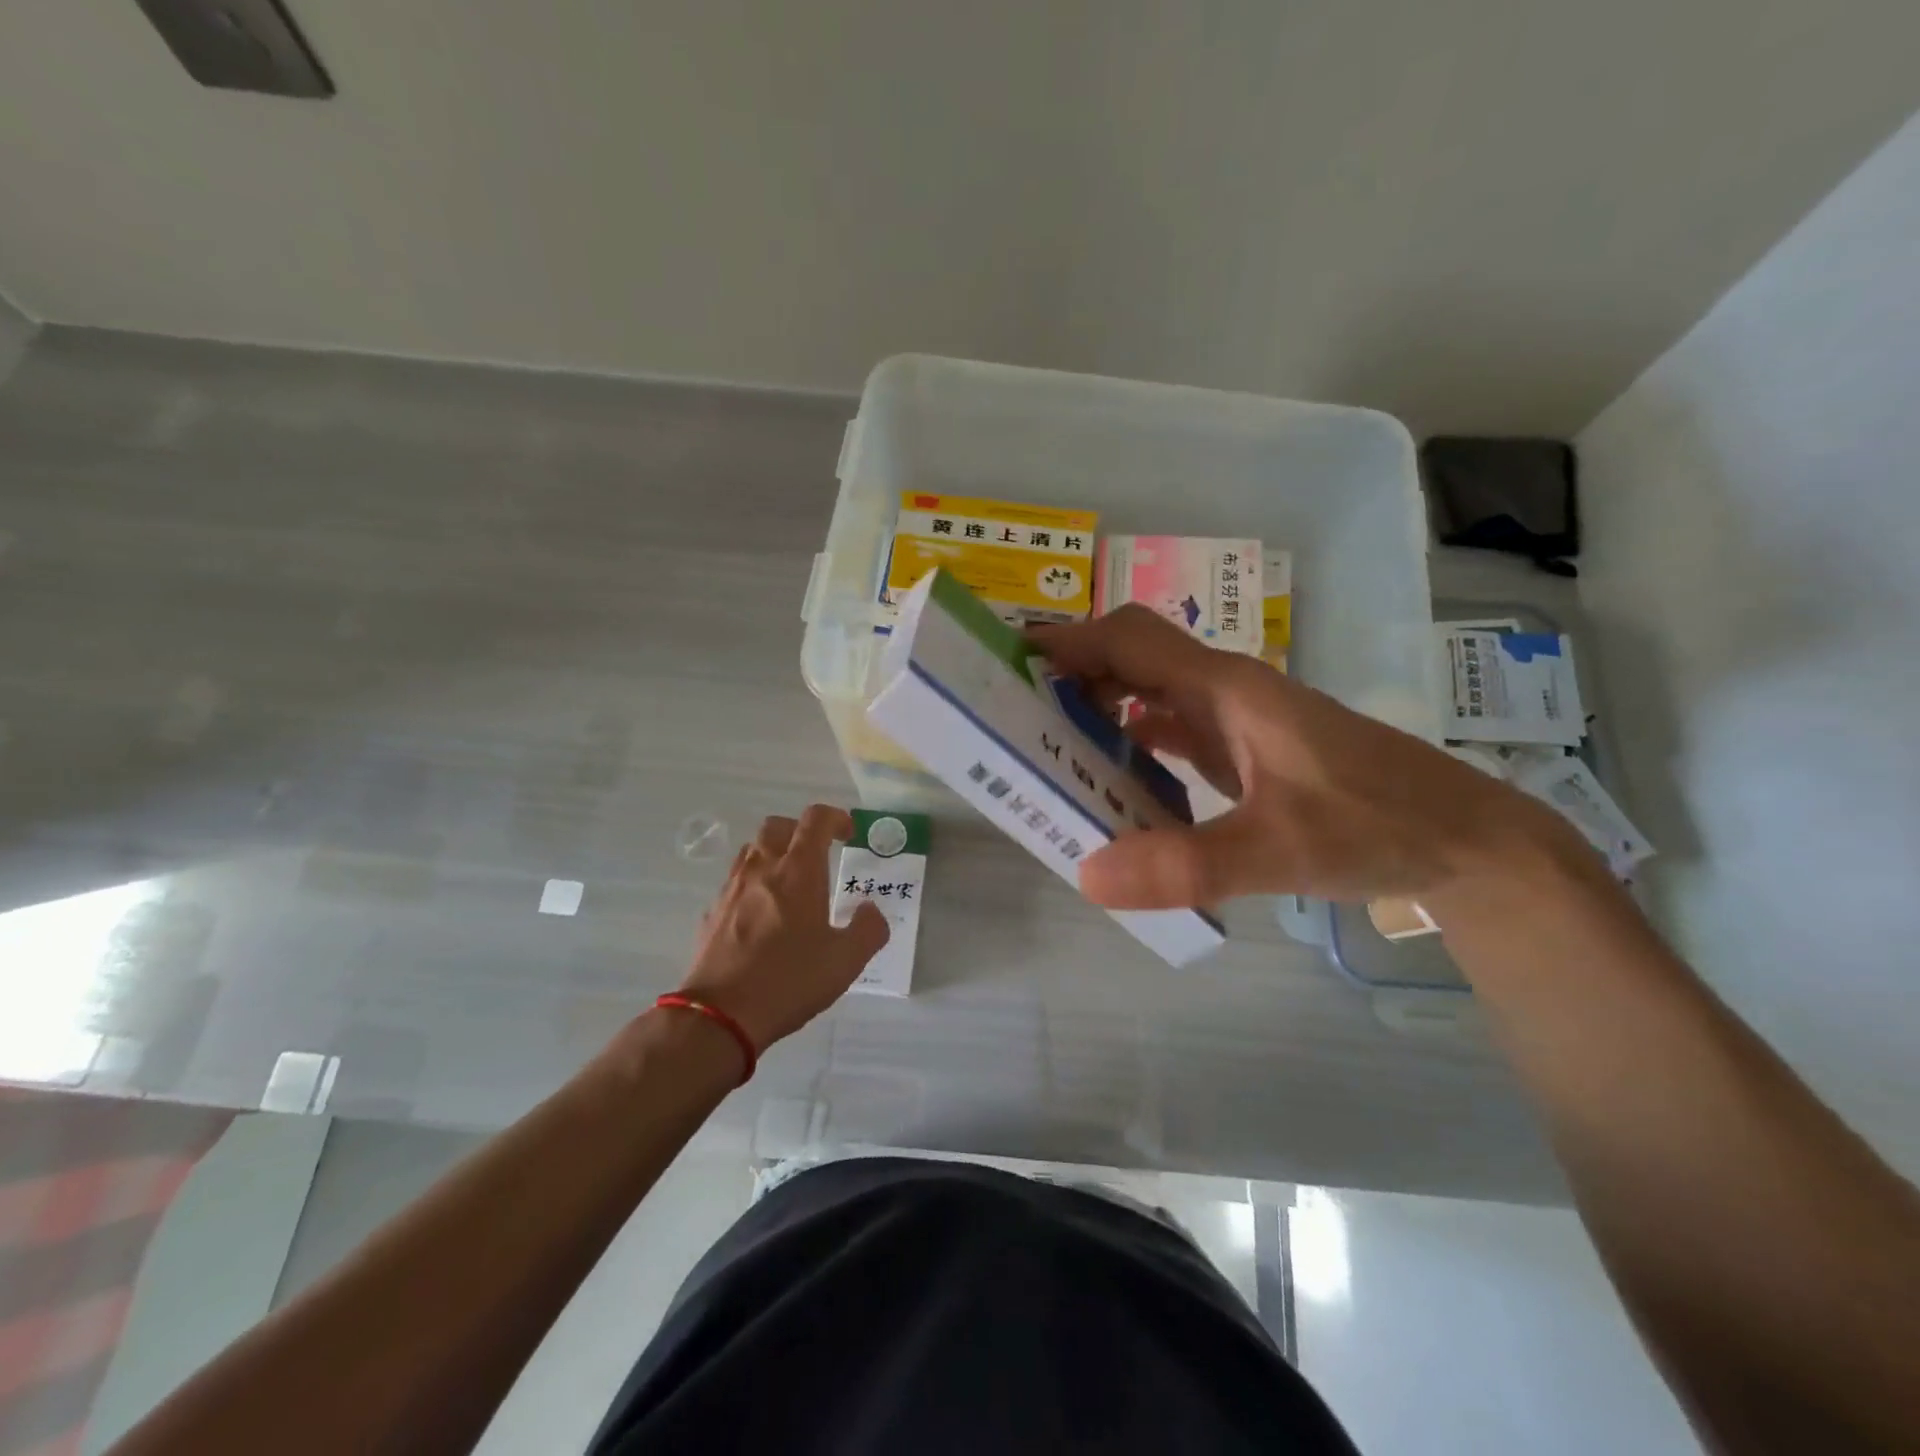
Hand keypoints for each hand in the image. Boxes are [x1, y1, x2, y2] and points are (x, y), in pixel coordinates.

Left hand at [677, 805, 889, 1050]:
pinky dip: (753, 885)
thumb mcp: (846, 961)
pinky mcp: (712, 913)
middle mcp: (762, 869)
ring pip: (752, 851)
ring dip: (774, 855)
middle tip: (818, 855)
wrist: (720, 1015)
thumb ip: (868, 929)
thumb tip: (870, 910)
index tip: (847, 834)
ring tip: (790, 884)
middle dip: (800, 831)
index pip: (815, 819)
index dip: (835, 818)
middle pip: (777, 826)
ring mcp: (732, 889)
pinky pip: (735, 882)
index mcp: (799, 871)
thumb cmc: (790, 980)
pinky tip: (763, 917)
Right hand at [1028, 606, 1585, 909]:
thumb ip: (1189, 863)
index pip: (1130, 639)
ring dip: (1096, 706)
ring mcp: (1234, 721)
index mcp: (1227, 689)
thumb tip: (1087, 874)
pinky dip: (1129, 741)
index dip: (1068, 639)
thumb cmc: (1379, 825)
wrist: (1463, 841)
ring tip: (1043, 741)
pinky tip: (1108, 775)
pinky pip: (1168, 730)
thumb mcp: (1283, 848)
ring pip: (1148, 693)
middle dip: (1070, 672)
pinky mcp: (1242, 750)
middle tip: (1012, 709)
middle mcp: (1224, 693)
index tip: (1008, 658)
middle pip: (1131, 658)